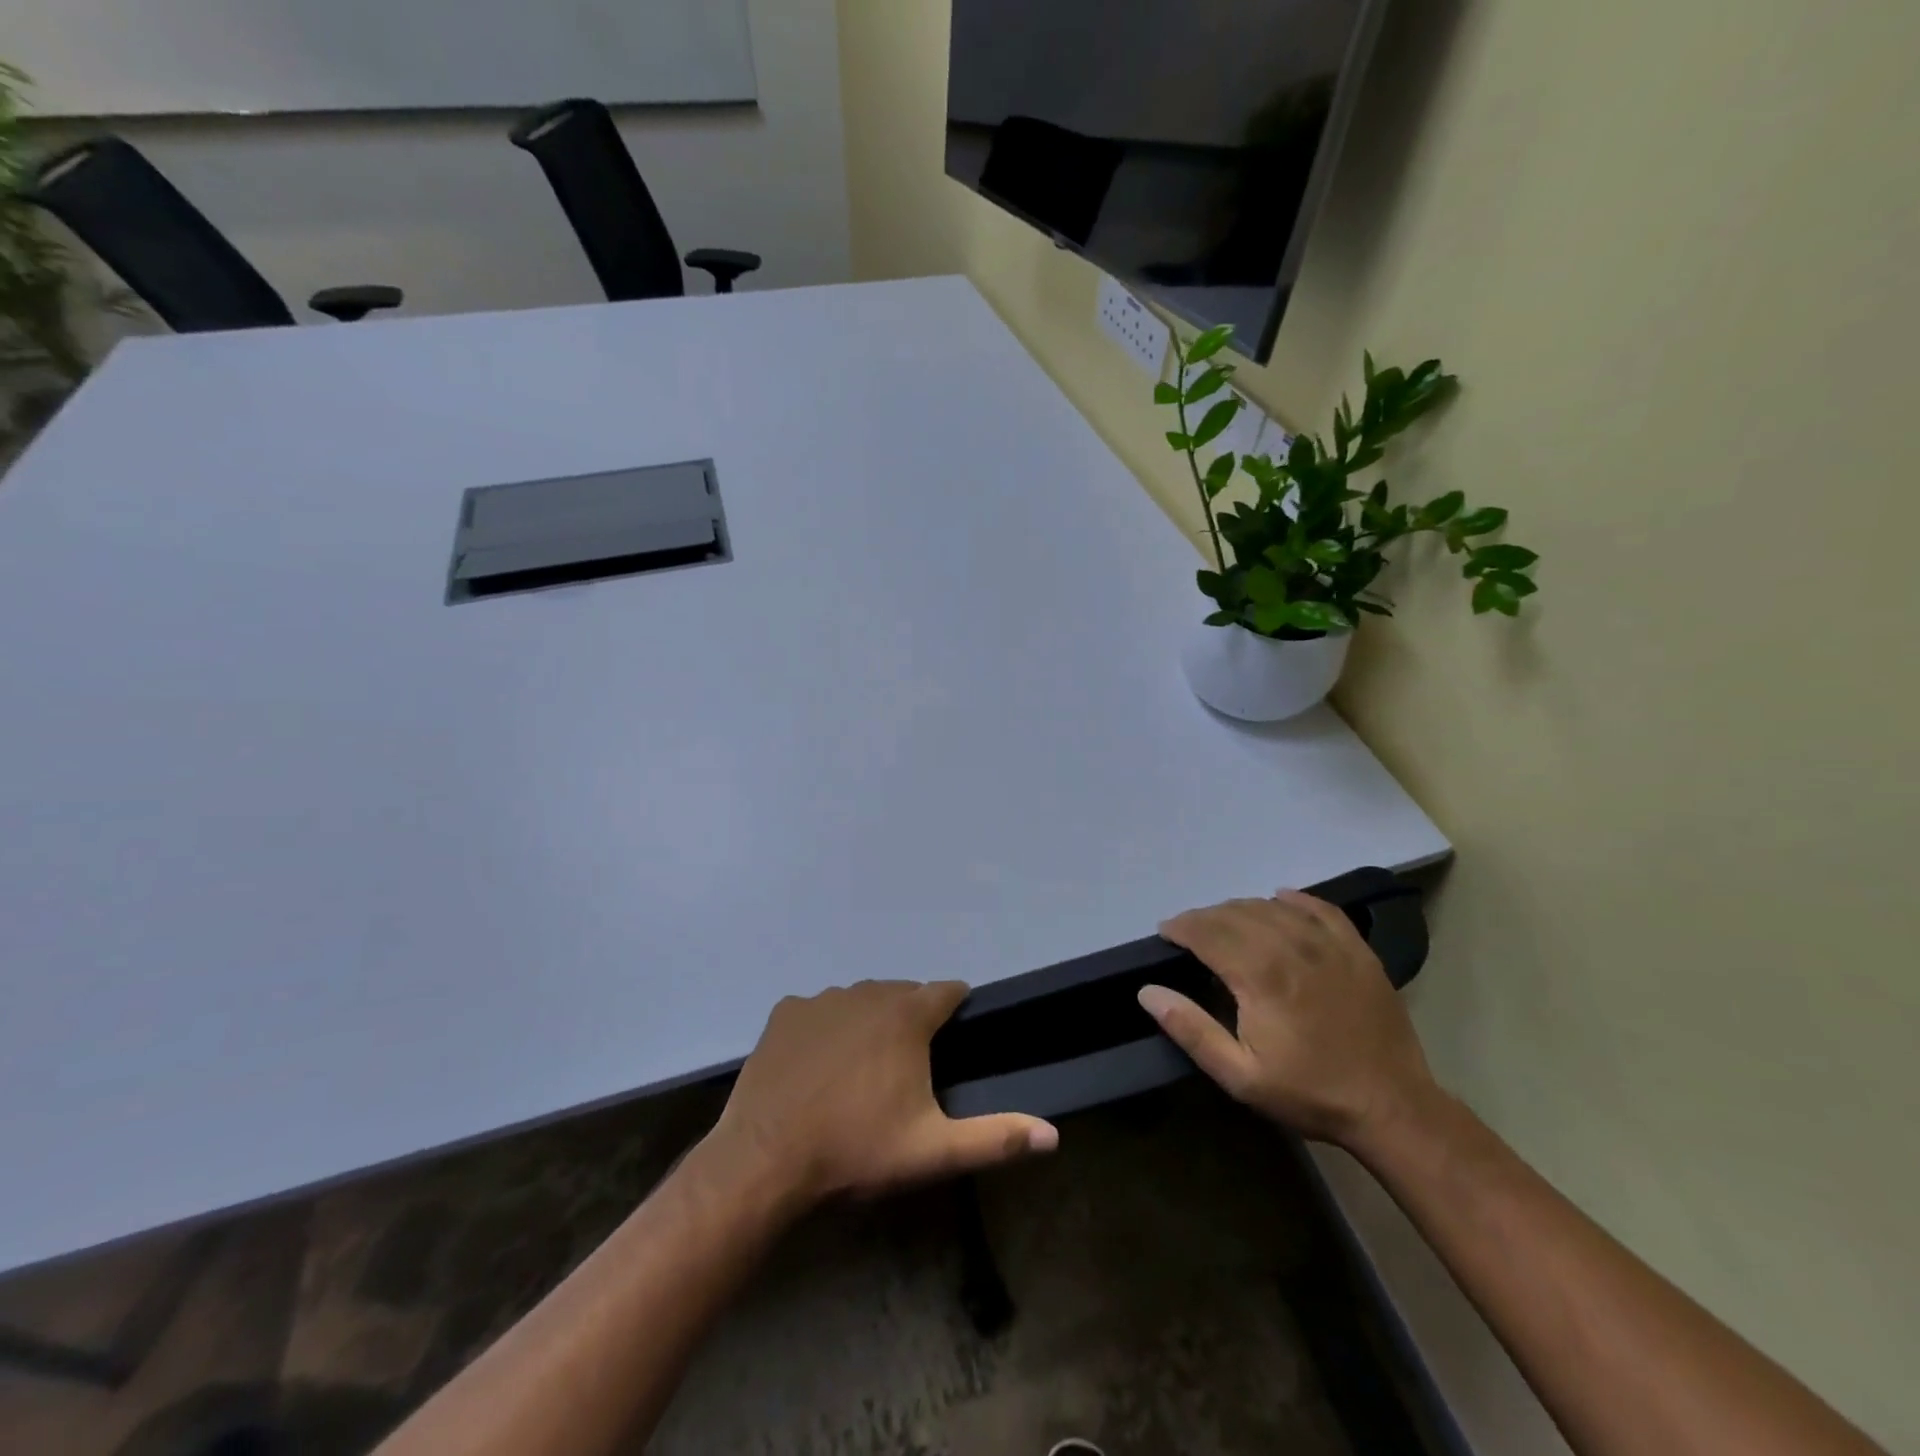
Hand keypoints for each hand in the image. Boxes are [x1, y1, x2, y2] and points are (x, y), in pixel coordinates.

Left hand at [703, 981, 1058, 1208]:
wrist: (765, 1161)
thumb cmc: (856, 1150)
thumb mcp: (932, 1151)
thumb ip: (996, 1138)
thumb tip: (1053, 1134)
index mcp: (906, 1016)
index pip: (947, 991)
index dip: (956, 1008)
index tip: (956, 1034)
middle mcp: (866, 993)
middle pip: (903, 993)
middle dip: (912, 1018)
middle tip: (908, 1065)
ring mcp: (822, 999)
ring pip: (861, 998)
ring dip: (870, 1020)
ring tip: (863, 1067)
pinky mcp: (785, 1012)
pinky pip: (819, 1009)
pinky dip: (827, 1026)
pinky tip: (819, 1064)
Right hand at [1140, 892, 1440, 1153]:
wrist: (1392, 1107)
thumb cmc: (1309, 1092)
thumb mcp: (1240, 1076)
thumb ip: (1191, 1029)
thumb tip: (1147, 991)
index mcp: (1260, 976)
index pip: (1207, 932)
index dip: (1181, 927)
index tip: (1165, 932)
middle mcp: (1291, 947)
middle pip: (1235, 914)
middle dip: (1204, 918)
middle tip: (1189, 933)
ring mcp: (1328, 944)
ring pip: (1271, 907)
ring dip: (1240, 909)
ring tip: (1226, 924)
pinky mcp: (1356, 949)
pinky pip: (1319, 908)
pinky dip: (1293, 900)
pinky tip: (1279, 900)